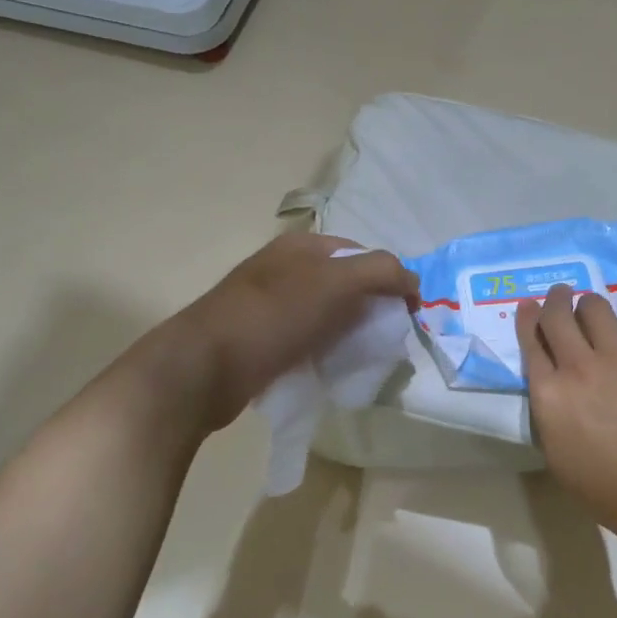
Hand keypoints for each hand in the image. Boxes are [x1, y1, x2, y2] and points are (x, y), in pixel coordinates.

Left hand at [150, 232, 415, 434]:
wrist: (203, 368)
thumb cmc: (272, 317)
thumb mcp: (334, 284)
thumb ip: (379, 272)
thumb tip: (413, 281)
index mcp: (302, 246)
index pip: (362, 254)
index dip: (389, 280)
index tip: (406, 315)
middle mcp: (286, 269)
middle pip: (345, 286)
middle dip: (370, 310)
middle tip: (387, 342)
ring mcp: (270, 305)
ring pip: (327, 316)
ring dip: (349, 335)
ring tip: (364, 359)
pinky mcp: (262, 339)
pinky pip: (307, 340)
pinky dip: (325, 353)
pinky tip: (333, 370)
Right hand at [517, 286, 616, 559]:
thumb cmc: (605, 489)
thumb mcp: (556, 455)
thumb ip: (548, 413)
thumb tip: (552, 388)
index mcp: (549, 393)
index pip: (531, 341)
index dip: (527, 318)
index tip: (529, 306)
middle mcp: (580, 366)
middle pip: (558, 316)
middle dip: (555, 299)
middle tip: (559, 294)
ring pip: (598, 309)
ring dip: (590, 305)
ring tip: (594, 310)